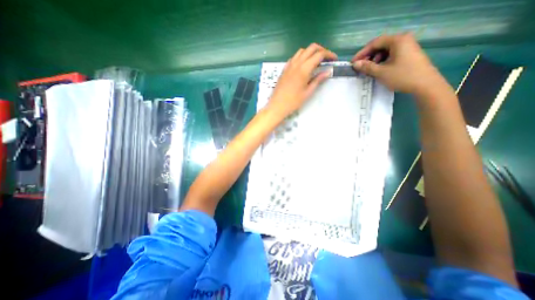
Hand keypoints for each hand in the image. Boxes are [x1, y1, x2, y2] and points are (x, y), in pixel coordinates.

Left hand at [267, 43, 337, 117]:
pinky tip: (303, 65)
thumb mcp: (308, 92)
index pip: (319, 54)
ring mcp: (289, 65)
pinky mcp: (284, 69)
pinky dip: (301, 57)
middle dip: (321, 50)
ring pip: (302, 51)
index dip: (329, 55)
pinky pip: (294, 57)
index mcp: (304, 69)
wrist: (277, 105)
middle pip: (311, 48)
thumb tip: (328, 71)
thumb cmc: (293, 102)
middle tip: (326, 59)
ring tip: (315, 61)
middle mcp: (296, 63)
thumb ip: (318, 80)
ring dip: (311, 52)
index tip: (334, 60)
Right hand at [352, 32, 447, 95]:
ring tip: (369, 69)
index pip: (375, 43)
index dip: (362, 52)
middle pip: (381, 45)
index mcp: (398, 40)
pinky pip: (392, 54)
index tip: (353, 62)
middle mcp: (404, 40)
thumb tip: (355, 64)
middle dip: (368, 56)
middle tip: (360, 66)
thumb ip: (367, 67)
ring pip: (386, 50)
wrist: (425, 85)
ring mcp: (408, 47)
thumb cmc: (402, 76)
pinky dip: (382, 61)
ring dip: (375, 59)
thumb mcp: (381, 72)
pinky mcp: (409, 54)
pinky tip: (379, 69)